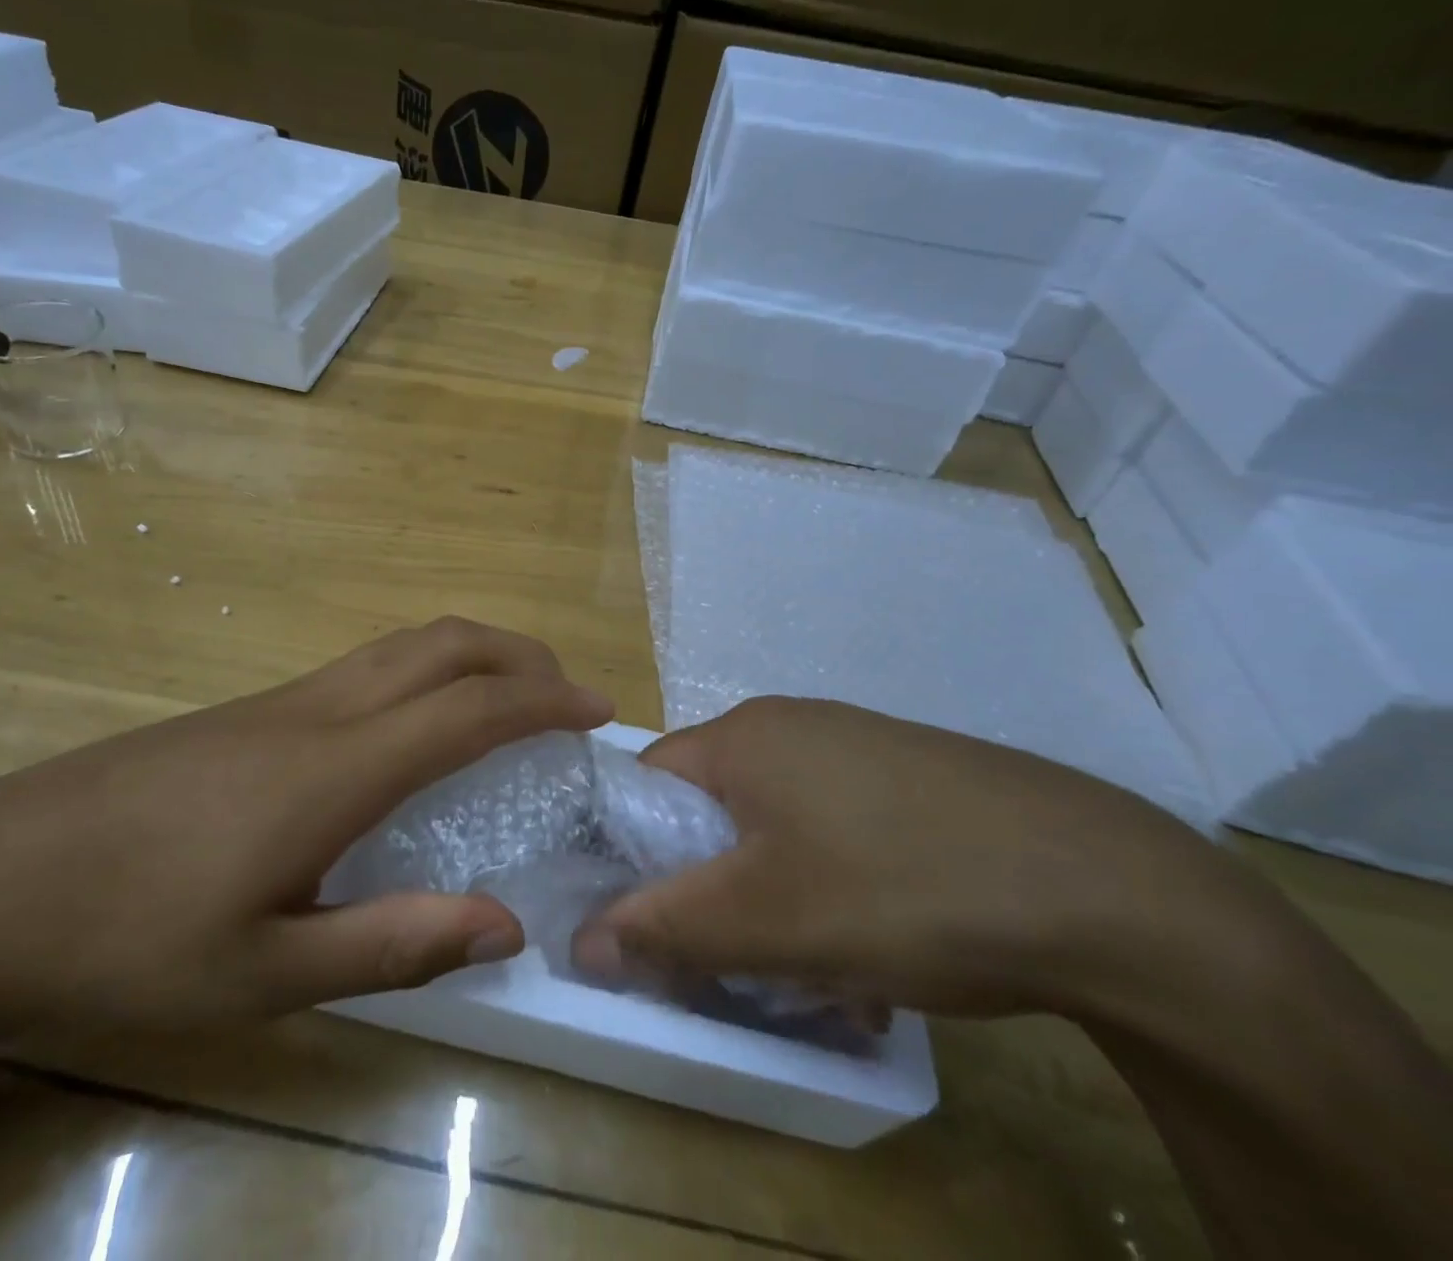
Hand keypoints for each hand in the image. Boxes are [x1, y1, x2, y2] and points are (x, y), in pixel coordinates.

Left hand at [0, 618, 612, 1039]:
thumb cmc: (128, 941)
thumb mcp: (268, 975)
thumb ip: (396, 944)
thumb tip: (507, 923)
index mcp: (336, 768)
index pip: (469, 708)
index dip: (543, 699)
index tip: (597, 708)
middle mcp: (317, 712)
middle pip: (439, 643)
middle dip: (516, 653)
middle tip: (564, 692)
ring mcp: (278, 701)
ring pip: (399, 647)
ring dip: (468, 654)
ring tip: (507, 699)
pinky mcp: (246, 712)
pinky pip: (361, 669)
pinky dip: (421, 673)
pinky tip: (414, 730)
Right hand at [573, 696, 1247, 1019]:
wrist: (1109, 891)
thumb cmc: (902, 889)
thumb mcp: (766, 921)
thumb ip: (664, 928)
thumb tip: (582, 941)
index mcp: (745, 735)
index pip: (648, 782)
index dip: (638, 850)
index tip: (661, 919)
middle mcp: (794, 724)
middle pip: (715, 807)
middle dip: (715, 885)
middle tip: (746, 954)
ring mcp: (858, 745)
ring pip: (778, 825)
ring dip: (777, 895)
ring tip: (823, 966)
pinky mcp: (911, 775)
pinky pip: (836, 826)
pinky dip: (834, 882)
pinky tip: (881, 942)